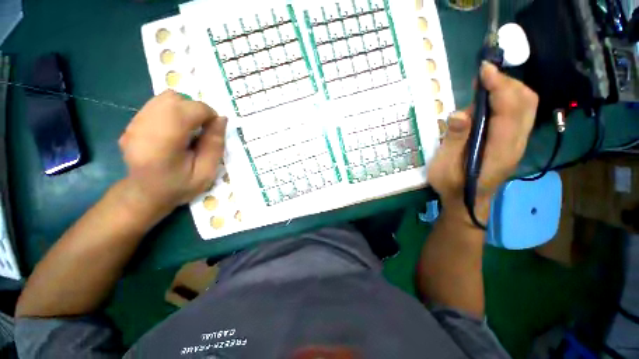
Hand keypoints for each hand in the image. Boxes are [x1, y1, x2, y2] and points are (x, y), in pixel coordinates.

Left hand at [118, 90, 226, 214]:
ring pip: (165, 98)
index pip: (190, 109)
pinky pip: (156, 105)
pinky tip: (175, 130)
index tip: (214, 130)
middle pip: (175, 99)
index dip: (209, 115)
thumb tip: (221, 119)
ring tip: (189, 129)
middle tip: (202, 129)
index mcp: (164, 142)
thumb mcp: (206, 172)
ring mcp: (134, 123)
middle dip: (196, 109)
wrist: (144, 194)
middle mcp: (144, 127)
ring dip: (184, 109)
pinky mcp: (132, 122)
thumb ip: (215, 145)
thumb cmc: (179, 186)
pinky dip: (172, 112)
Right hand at [428, 62, 537, 222]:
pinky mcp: (513, 142)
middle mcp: (516, 144)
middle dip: (506, 82)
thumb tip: (460, 113)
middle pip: (526, 102)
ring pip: (526, 106)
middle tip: (482, 77)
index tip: (484, 69)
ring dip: (507, 89)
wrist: (467, 203)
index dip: (499, 85)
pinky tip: (487, 101)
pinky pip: (519, 113)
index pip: (510, 109)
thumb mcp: (444, 167)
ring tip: (483, 85)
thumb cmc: (451, 187)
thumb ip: (453, 141)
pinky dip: (507, 99)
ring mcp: (518, 143)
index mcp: (499, 151)